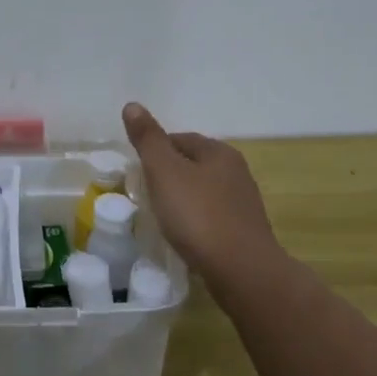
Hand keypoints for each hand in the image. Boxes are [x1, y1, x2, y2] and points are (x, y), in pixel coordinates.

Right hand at [123, 102, 280, 285]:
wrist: (242, 270)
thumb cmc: (198, 216)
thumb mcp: (165, 172)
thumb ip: (148, 140)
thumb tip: (132, 105)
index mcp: (218, 152)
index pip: (179, 139)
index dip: (155, 151)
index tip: (137, 172)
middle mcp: (236, 171)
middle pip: (192, 165)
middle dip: (168, 176)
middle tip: (144, 195)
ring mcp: (243, 203)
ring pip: (203, 192)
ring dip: (182, 199)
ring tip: (161, 217)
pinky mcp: (244, 231)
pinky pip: (212, 216)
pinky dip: (195, 221)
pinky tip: (183, 236)